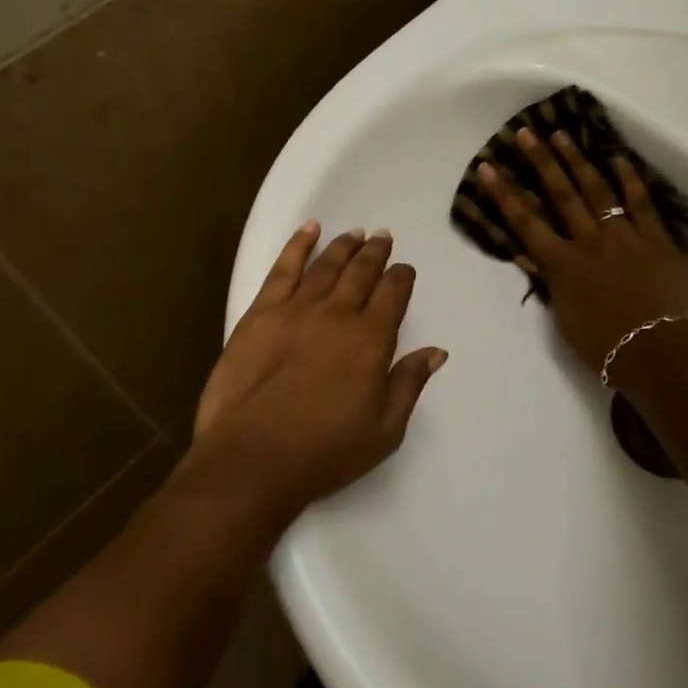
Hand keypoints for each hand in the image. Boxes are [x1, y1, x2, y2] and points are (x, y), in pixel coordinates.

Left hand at [185, 222, 446, 522]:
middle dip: (375, 253)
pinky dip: (298, 245)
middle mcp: (338, 314)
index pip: (393, 295)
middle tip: (383, 237)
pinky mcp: (260, 312)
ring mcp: (296, 309)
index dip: (401, 278)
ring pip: (327, 265)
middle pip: (361, 272)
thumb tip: (436, 351)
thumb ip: (409, 384)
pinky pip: (283, 268)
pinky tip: (309, 230)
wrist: (252, 457)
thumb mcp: (384, 430)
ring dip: (344, 246)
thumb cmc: (324, 451)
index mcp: (371, 341)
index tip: (404, 269)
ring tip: (356, 232)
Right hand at [479, 129, 687, 376]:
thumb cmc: (604, 346)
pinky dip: (630, 179)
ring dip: (577, 161)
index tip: (488, 167)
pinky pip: (642, 203)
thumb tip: (526, 254)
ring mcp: (625, 236)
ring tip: (562, 135)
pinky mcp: (658, 239)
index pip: (525, 223)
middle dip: (540, 162)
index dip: (504, 194)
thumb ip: (547, 282)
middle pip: (560, 194)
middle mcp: (589, 241)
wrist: (659, 354)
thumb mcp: (564, 318)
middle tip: (525, 133)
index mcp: (562, 264)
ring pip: (597, 190)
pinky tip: (618, 157)